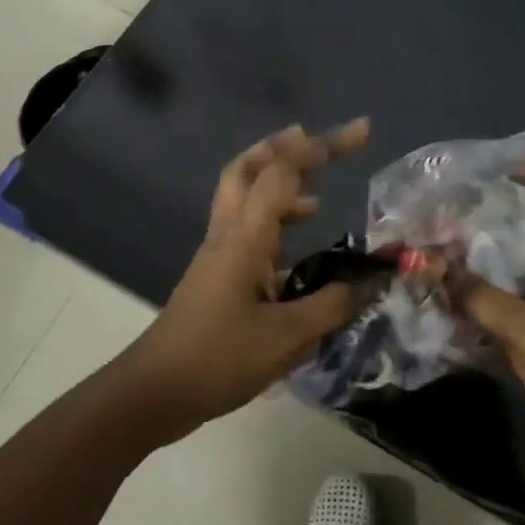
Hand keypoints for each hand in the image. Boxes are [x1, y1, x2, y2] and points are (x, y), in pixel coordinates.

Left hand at [120, 118, 373, 439]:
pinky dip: (274, 228)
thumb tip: (370, 282)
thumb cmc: (218, 359)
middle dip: (283, 148)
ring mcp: (217, 255)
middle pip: (246, 170)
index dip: (322, 147)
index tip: (362, 132)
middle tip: (315, 142)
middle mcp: (227, 235)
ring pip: (243, 200)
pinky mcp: (215, 278)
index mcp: (244, 238)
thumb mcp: (286, 337)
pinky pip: (247, 234)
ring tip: (317, 199)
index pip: (282, 173)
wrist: (155, 392)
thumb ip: (332, 306)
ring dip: (277, 187)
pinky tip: (300, 258)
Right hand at [453, 166, 524, 493]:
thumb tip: (430, 265)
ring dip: (479, 264)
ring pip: (513, 274)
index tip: (506, 169)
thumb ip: (480, 298)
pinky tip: (439, 302)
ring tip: (435, 248)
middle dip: (497, 218)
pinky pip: (500, 313)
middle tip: (452, 208)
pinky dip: (474, 306)